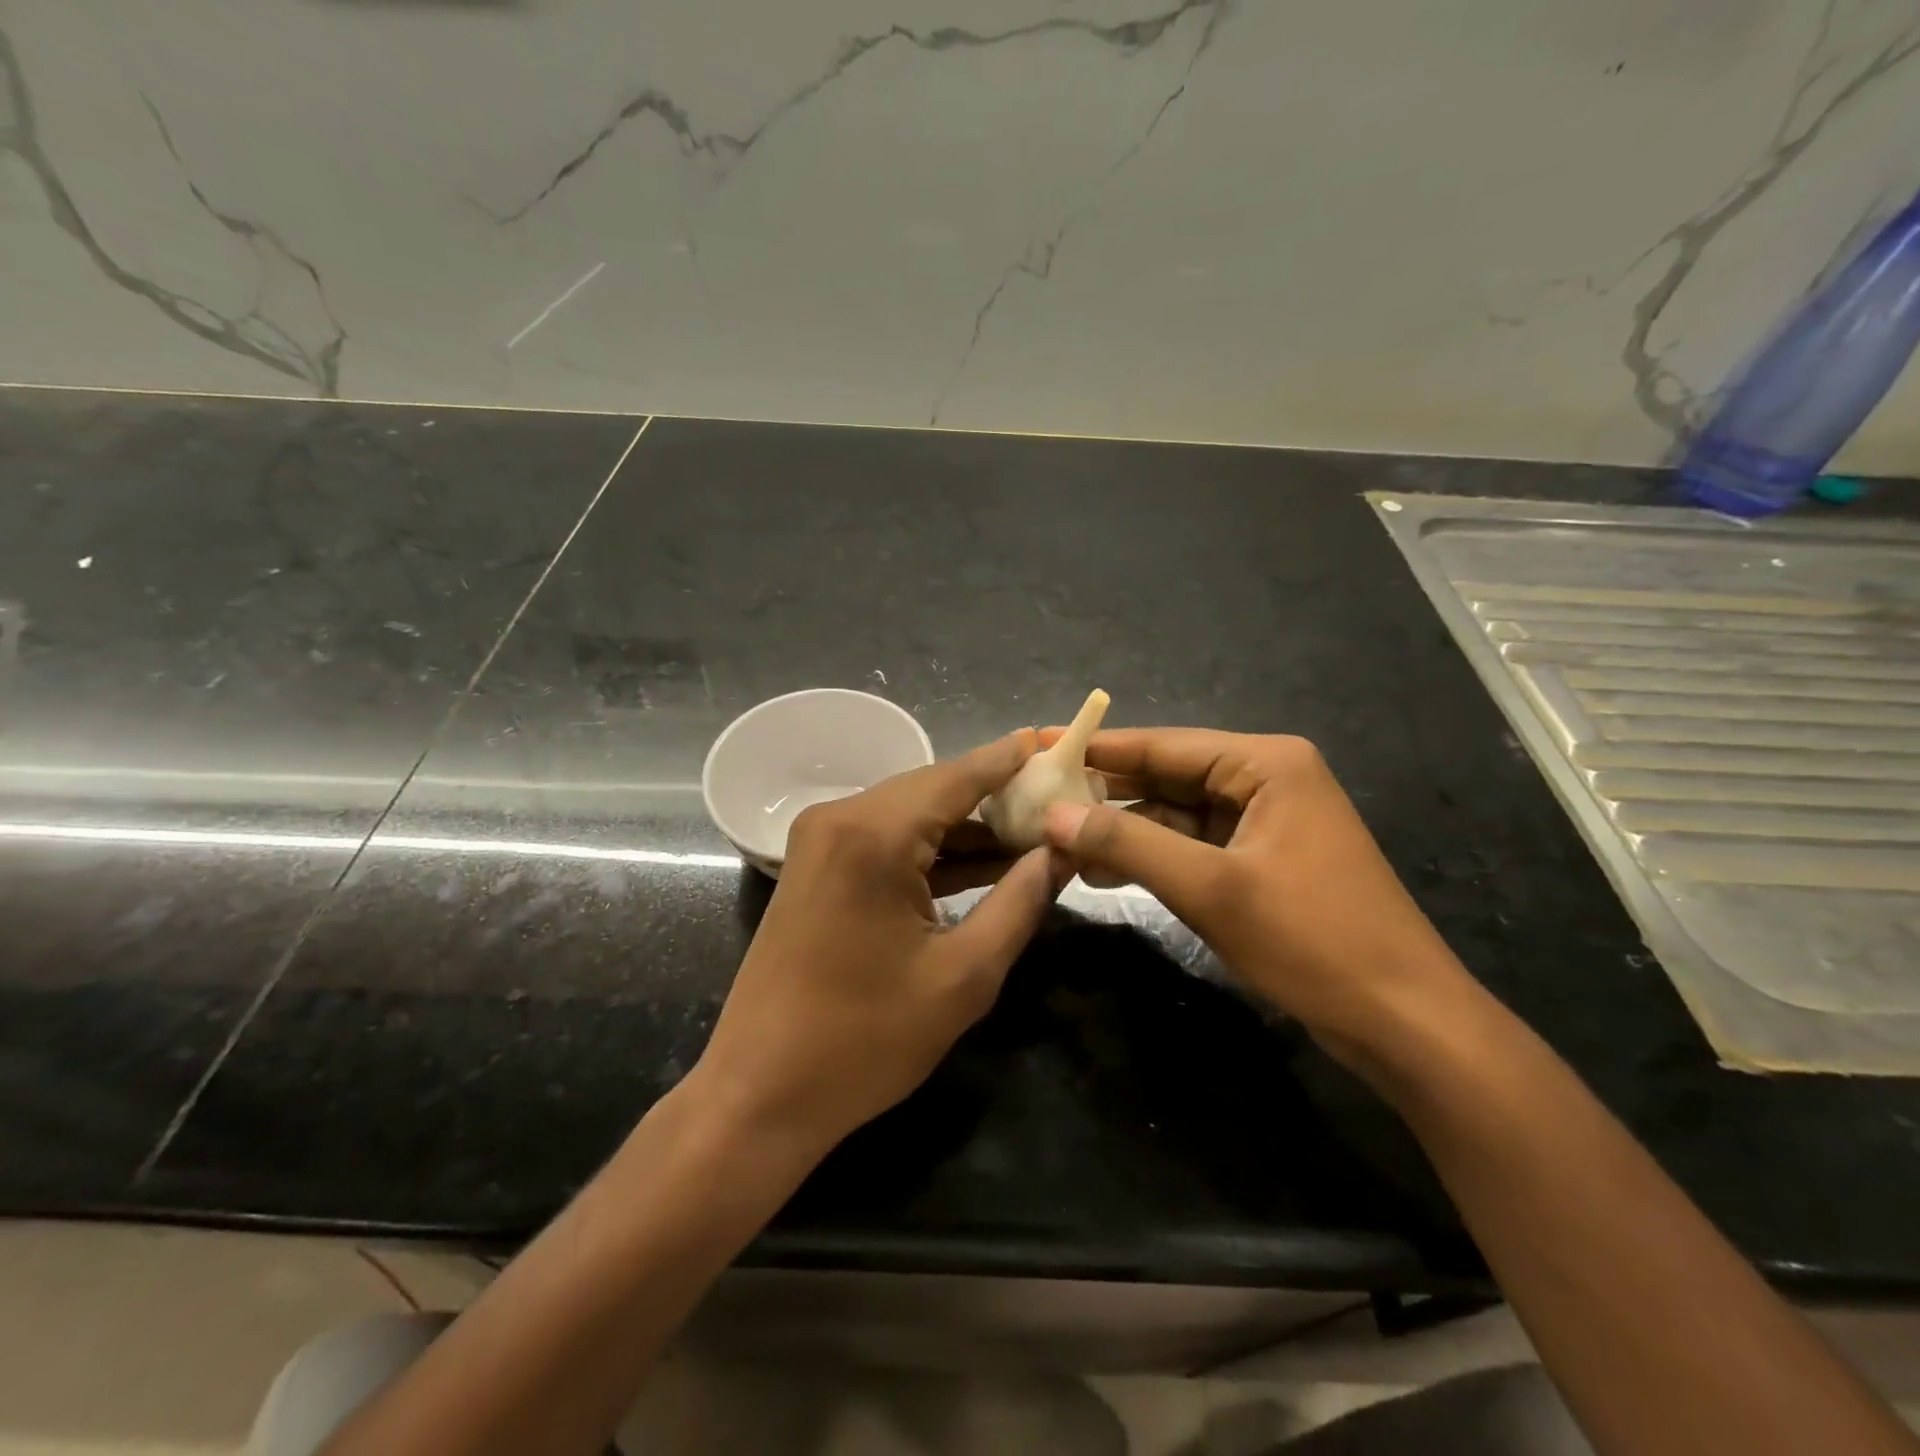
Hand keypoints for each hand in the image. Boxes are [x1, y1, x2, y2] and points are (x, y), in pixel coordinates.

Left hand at [688, 731, 1066, 1163]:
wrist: (759, 1093)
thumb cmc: (865, 1041)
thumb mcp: (962, 976)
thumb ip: (1018, 902)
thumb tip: (1058, 853)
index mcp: (873, 835)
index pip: (958, 776)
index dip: (1010, 760)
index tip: (1056, 742)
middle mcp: (840, 819)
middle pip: (933, 790)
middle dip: (995, 796)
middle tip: (1057, 800)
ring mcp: (821, 841)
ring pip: (910, 814)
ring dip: (966, 827)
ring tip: (1033, 834)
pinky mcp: (816, 867)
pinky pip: (886, 841)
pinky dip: (932, 851)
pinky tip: (983, 863)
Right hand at [1040, 729, 1477, 1059]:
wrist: (1404, 1021)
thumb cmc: (1312, 940)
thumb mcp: (1211, 888)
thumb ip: (1128, 844)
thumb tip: (1053, 816)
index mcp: (1266, 764)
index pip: (1164, 745)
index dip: (1098, 748)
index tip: (1039, 744)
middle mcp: (1266, 780)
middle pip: (1168, 776)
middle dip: (1106, 792)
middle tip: (1037, 798)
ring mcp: (1266, 822)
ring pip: (1176, 814)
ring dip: (1124, 829)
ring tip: (1057, 839)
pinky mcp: (1262, 862)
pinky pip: (1194, 846)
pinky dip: (1152, 857)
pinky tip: (1103, 870)